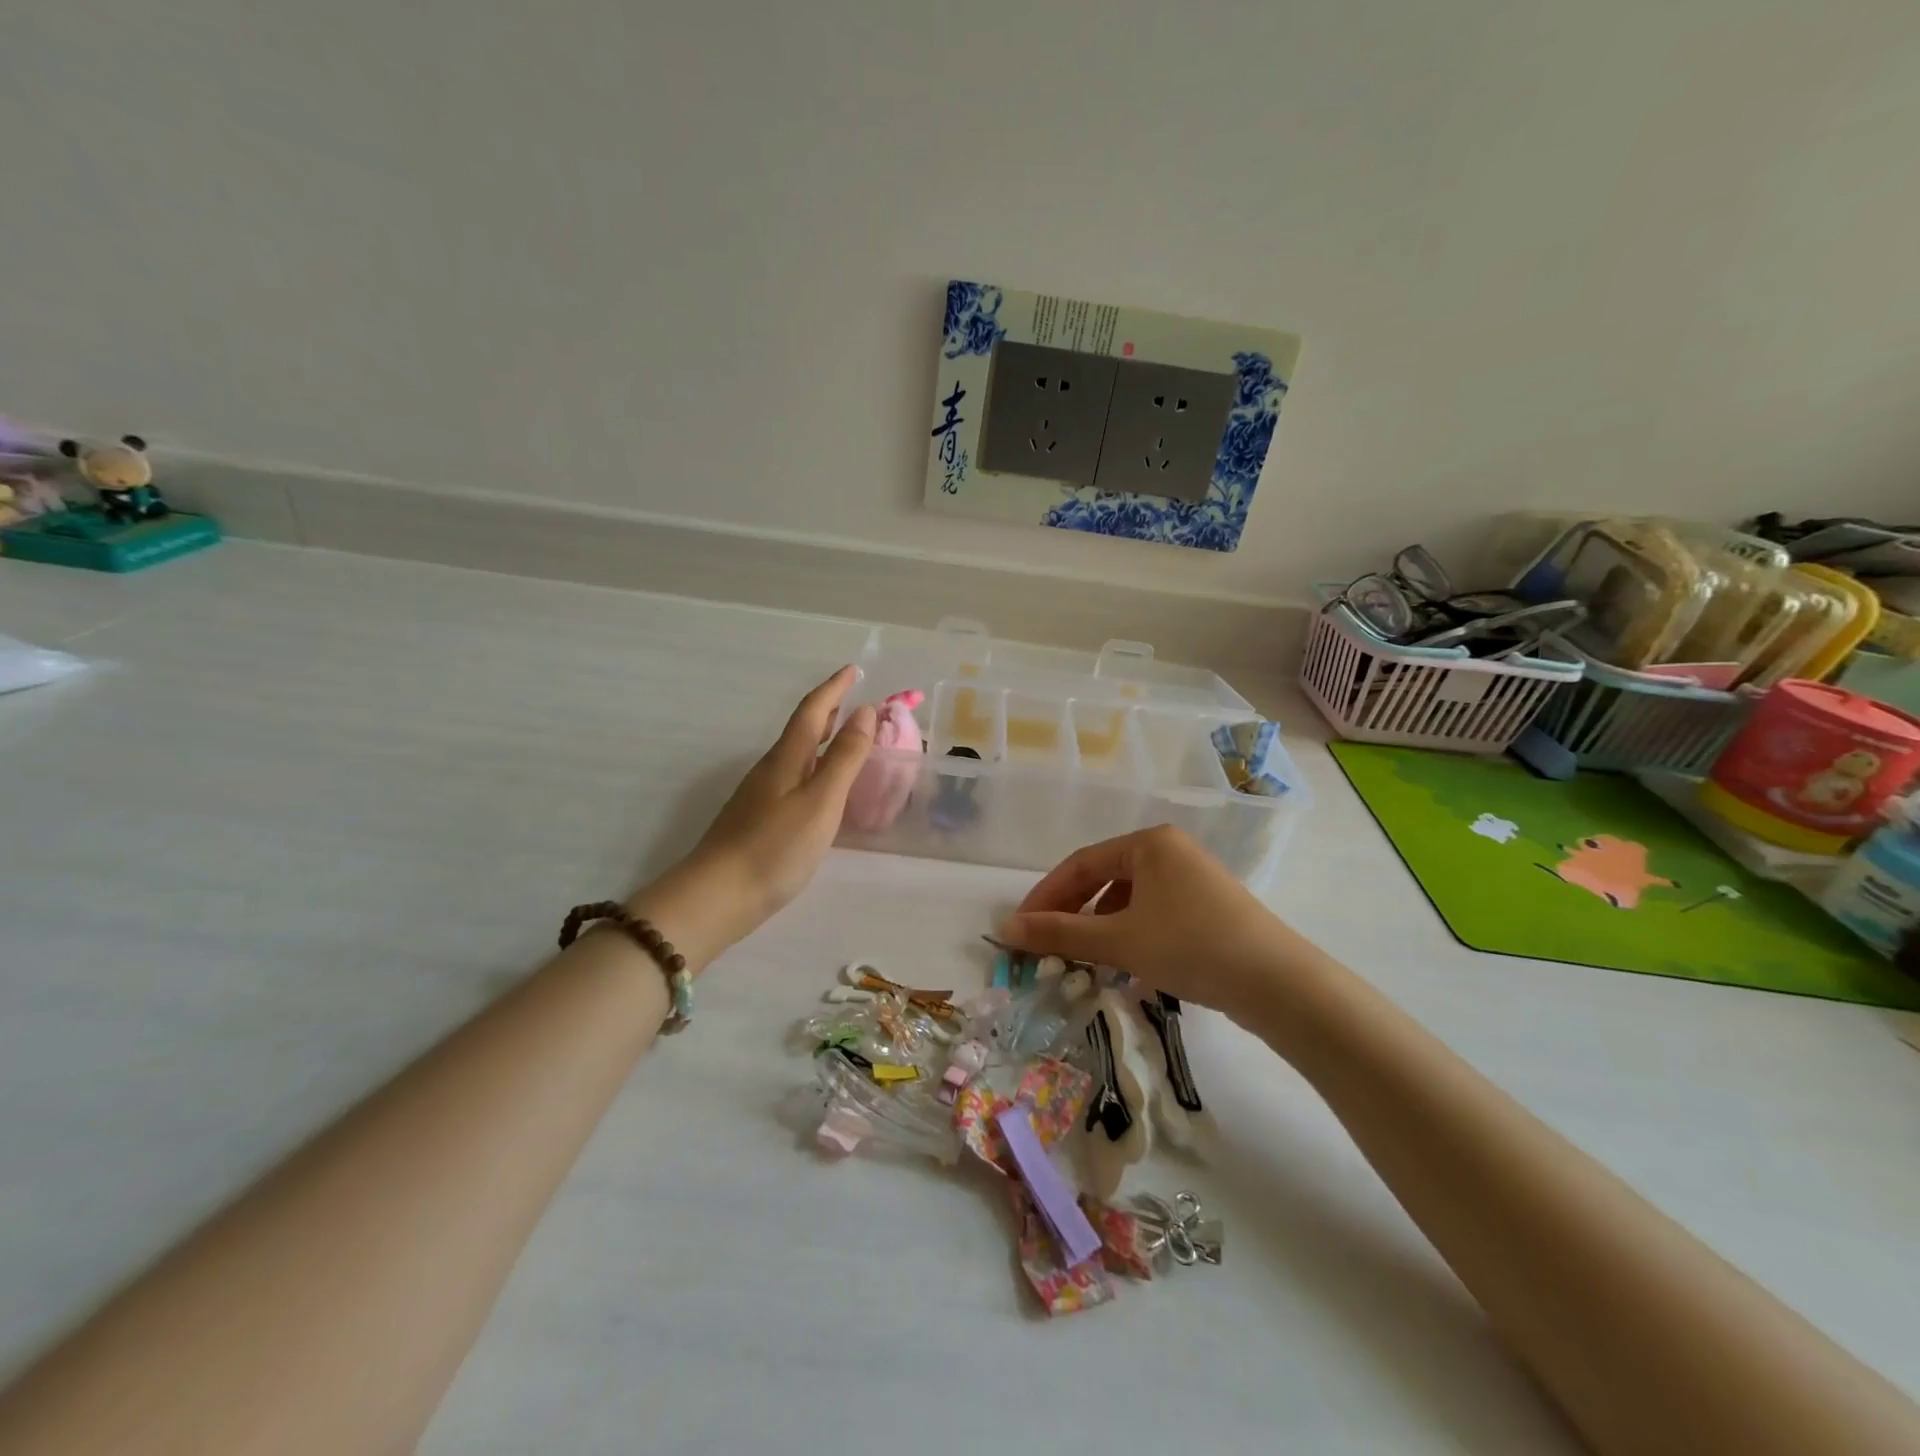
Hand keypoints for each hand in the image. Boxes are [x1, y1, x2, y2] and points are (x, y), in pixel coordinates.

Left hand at [639, 667, 874, 956]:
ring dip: (821, 738)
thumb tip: (865, 712)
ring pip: (796, 754)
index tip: (853, 669)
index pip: (813, 710)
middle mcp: (771, 769)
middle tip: (853, 698)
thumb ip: (844, 758)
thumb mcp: (821, 801)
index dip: (834, 688)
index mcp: (787, 758)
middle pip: (801, 729)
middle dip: (828, 709)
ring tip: (844, 738)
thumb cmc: (775, 848)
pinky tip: (820, 787)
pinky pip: (793, 777)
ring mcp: (760, 795)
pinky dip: (813, 767)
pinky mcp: (757, 819)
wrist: (716, 897)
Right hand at [996, 825, 1301, 1019]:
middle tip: (1044, 944)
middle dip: (1071, 912)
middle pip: (1104, 878)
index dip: (1046, 895)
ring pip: (1129, 899)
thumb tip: (1005, 930)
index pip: (1081, 864)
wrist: (1277, 983)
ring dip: (1099, 926)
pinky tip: (1122, 963)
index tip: (1021, 927)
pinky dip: (1129, 934)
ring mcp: (1193, 878)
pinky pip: (1154, 913)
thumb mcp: (1118, 940)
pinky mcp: (1209, 908)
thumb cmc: (1190, 946)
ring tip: (1081, 958)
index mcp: (1149, 842)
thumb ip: (1059, 934)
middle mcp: (1171, 851)